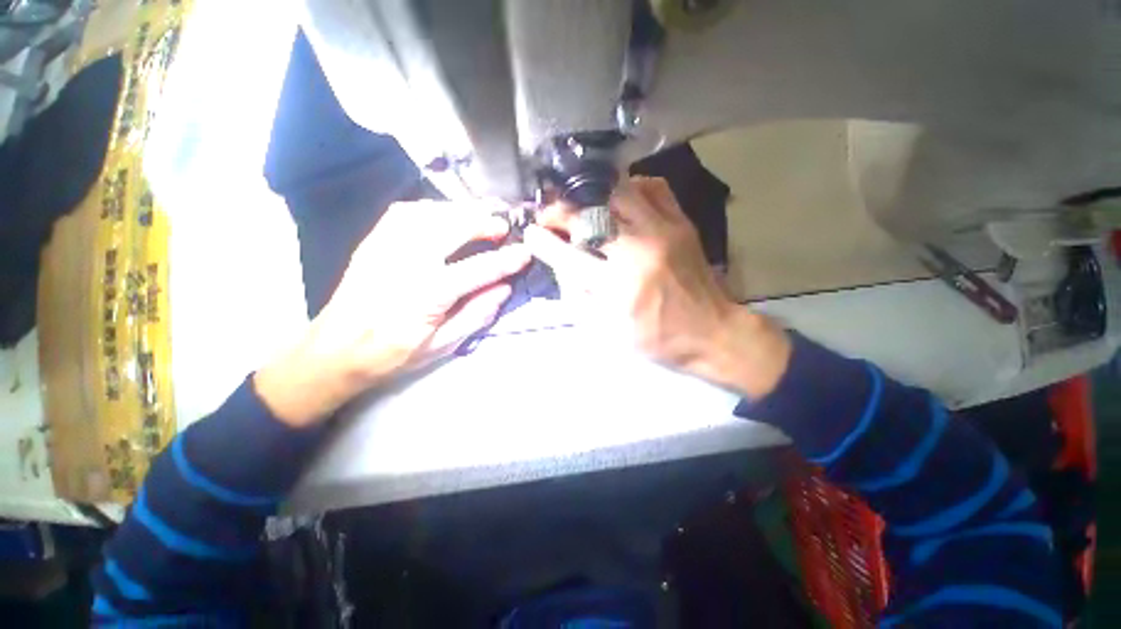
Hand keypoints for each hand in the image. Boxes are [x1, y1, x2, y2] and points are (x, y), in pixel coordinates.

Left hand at [255, 200, 529, 426]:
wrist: (334, 348)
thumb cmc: (392, 353)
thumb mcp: (442, 346)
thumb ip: (476, 315)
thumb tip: (504, 289)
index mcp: (426, 295)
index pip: (477, 270)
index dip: (506, 261)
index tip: (525, 253)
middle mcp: (406, 262)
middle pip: (452, 227)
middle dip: (484, 223)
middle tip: (503, 228)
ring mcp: (386, 246)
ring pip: (430, 212)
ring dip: (461, 211)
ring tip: (480, 217)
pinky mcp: (374, 240)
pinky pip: (406, 211)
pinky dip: (432, 208)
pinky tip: (445, 215)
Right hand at [524, 177, 791, 398]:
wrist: (713, 332)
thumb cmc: (658, 339)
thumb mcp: (609, 331)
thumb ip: (579, 297)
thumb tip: (561, 264)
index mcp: (620, 286)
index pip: (569, 255)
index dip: (543, 241)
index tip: (531, 232)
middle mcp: (640, 251)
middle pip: (591, 215)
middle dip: (562, 211)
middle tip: (550, 215)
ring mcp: (664, 231)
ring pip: (619, 191)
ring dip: (591, 195)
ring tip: (579, 204)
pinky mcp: (682, 223)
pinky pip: (653, 187)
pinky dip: (630, 187)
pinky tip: (619, 200)